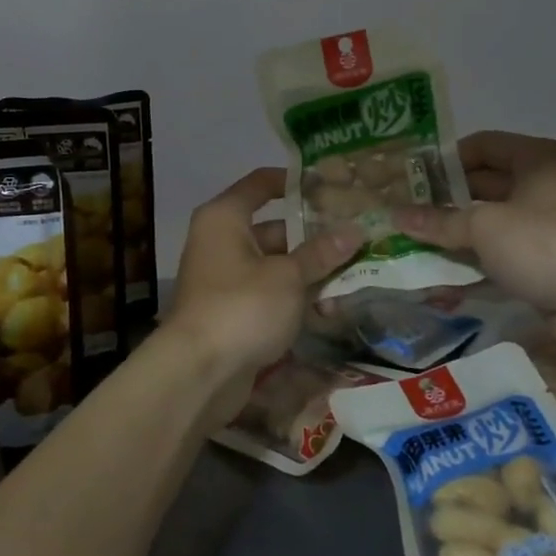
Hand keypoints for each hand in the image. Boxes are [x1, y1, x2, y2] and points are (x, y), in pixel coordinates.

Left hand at [164, 168, 360, 425]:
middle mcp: (221, 241)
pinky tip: (328, 310)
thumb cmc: (242, 306)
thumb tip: (355, 230)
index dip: (295, 181)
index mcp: (225, 218)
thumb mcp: (289, 277)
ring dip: (310, 272)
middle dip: (315, 236)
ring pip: (276, 265)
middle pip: (275, 228)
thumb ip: (321, 253)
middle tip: (357, 236)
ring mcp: (225, 279)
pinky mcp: (232, 312)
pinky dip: (294, 298)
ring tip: (354, 274)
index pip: (261, 183)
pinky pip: (269, 294)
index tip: (331, 186)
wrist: (199, 373)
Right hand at [393, 132, 555, 361]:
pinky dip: (473, 262)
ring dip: (456, 234)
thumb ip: (439, 221)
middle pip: (485, 184)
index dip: (446, 159)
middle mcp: (546, 186)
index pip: (483, 145)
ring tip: (412, 241)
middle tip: (404, 211)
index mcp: (539, 159)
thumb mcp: (483, 225)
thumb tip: (396, 215)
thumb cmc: (543, 243)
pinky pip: (501, 255)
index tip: (411, 177)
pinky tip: (438, 275)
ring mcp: (548, 226)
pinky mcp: (546, 263)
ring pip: (491, 223)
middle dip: (446, 200)